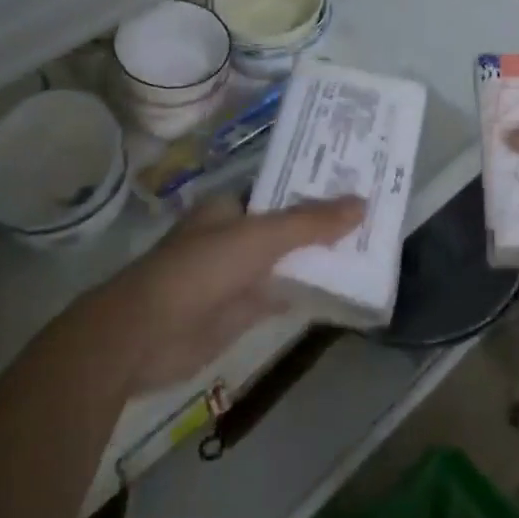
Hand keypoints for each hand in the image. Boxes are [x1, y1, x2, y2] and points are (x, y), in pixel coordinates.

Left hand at [93, 196, 364, 393]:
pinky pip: (281, 295)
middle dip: (323, 224)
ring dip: (319, 259)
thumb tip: (362, 203)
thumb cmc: (201, 269)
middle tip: (373, 215)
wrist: (145, 335)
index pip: (282, 189)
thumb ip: (310, 222)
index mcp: (231, 205)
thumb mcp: (260, 237)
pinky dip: (307, 292)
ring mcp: (237, 275)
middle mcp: (234, 235)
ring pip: (287, 261)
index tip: (355, 182)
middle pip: (288, 226)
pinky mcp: (239, 312)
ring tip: (369, 248)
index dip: (316, 186)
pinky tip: (342, 290)